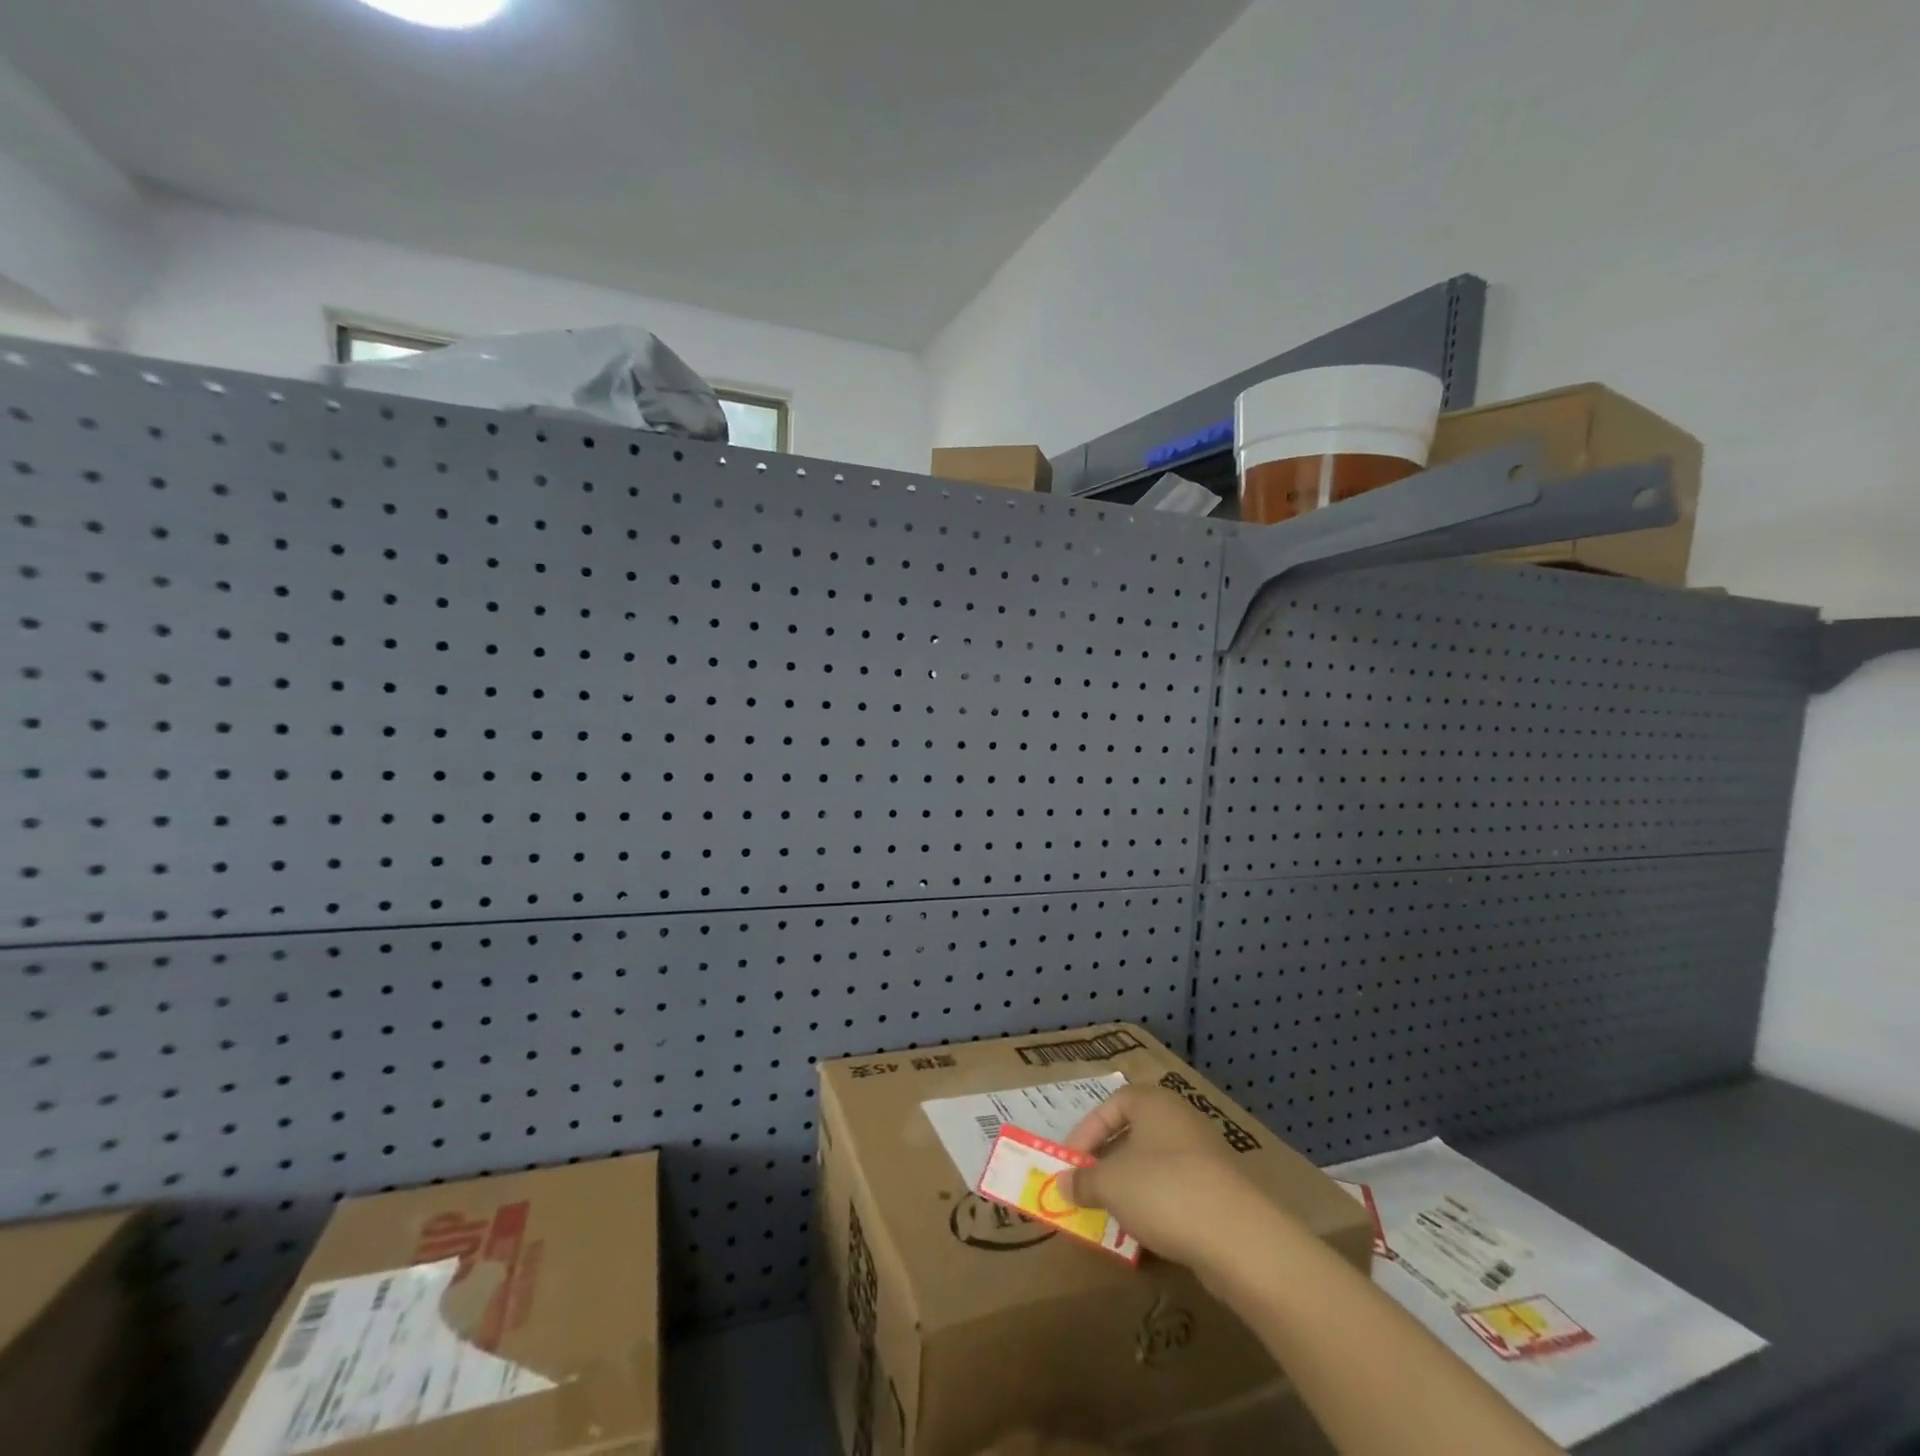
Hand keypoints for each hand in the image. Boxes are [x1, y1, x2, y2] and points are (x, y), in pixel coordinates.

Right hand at [1057, 1084, 1271, 1275]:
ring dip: (1132, 1190)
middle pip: (1135, 1135)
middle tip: (1089, 1188)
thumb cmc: (1163, 1190)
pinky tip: (1147, 1236)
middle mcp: (1181, 1120)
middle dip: (1108, 1163)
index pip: (1112, 1105)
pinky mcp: (1222, 1192)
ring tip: (1113, 1217)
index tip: (1071, 1163)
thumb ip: (1083, 1181)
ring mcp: (1206, 1156)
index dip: (1087, 1131)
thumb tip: (1063, 1183)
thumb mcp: (1110, 1184)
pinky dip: (1159, 1210)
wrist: (1239, 1237)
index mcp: (1154, 1102)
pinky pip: (1179, 1193)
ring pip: (1156, 1166)